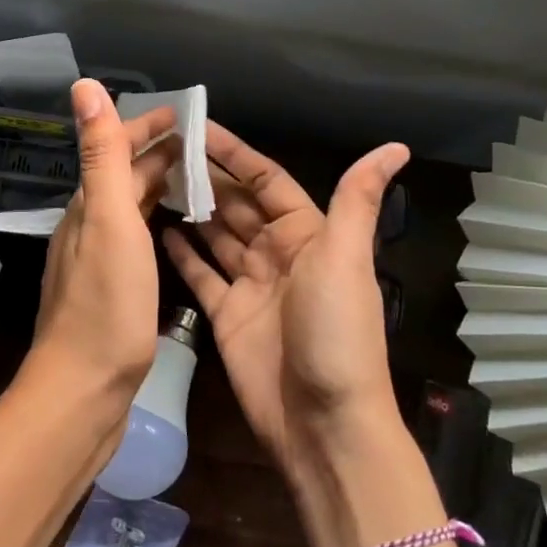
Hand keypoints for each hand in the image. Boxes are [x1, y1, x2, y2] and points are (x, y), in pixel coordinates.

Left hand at [28, 80, 179, 404]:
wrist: (85, 387)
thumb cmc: (106, 304)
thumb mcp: (108, 220)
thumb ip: (100, 155)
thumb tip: (82, 85)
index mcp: (88, 208)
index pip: (115, 150)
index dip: (147, 127)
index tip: (187, 115)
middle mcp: (88, 228)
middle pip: (123, 178)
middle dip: (159, 155)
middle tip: (205, 147)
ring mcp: (97, 263)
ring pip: (129, 210)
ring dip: (158, 188)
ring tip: (198, 182)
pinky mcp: (110, 292)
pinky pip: (135, 241)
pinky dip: (156, 224)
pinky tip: (175, 234)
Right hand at [162, 124, 410, 488]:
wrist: (322, 420)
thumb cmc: (337, 333)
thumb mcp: (346, 259)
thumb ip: (355, 201)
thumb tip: (395, 147)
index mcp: (307, 235)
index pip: (265, 180)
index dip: (233, 153)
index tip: (195, 126)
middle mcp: (277, 253)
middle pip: (234, 204)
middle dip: (203, 176)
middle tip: (159, 148)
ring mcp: (249, 285)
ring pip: (214, 234)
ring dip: (189, 208)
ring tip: (150, 179)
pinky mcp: (225, 314)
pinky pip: (199, 273)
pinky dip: (181, 252)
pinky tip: (155, 229)